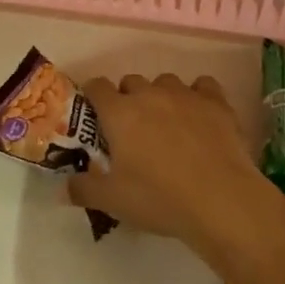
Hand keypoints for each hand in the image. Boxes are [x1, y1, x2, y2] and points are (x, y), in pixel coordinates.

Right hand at [68, 74, 282, 251]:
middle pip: (131, 82)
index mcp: (119, 112)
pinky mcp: (215, 101)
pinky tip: (200, 116)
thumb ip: (83, 190)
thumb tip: (63, 187)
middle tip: (133, 131)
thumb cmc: (160, 199)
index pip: (96, 86)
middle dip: (128, 99)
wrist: (221, 200)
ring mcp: (184, 94)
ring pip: (164, 82)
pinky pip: (202, 85)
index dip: (93, 97)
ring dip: (161, 97)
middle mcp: (149, 94)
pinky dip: (198, 96)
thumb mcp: (113, 202)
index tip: (96, 116)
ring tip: (168, 125)